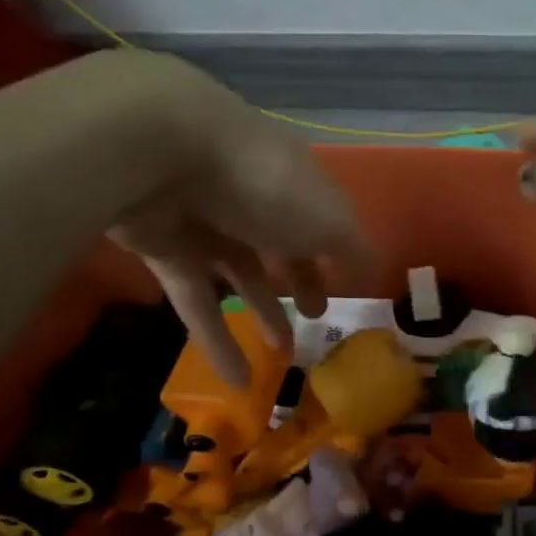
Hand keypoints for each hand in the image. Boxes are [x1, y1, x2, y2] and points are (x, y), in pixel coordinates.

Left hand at [98, 51, 363, 383]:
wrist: (160, 153)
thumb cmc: (265, 183)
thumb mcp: (329, 220)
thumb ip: (354, 249)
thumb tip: (375, 271)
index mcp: (296, 181)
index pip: (322, 217)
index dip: (338, 252)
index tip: (350, 286)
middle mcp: (252, 197)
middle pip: (280, 244)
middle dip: (301, 281)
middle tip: (316, 319)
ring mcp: (206, 222)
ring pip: (239, 275)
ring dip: (262, 314)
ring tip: (282, 356)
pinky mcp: (165, 249)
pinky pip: (197, 301)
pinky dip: (218, 341)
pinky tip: (238, 382)